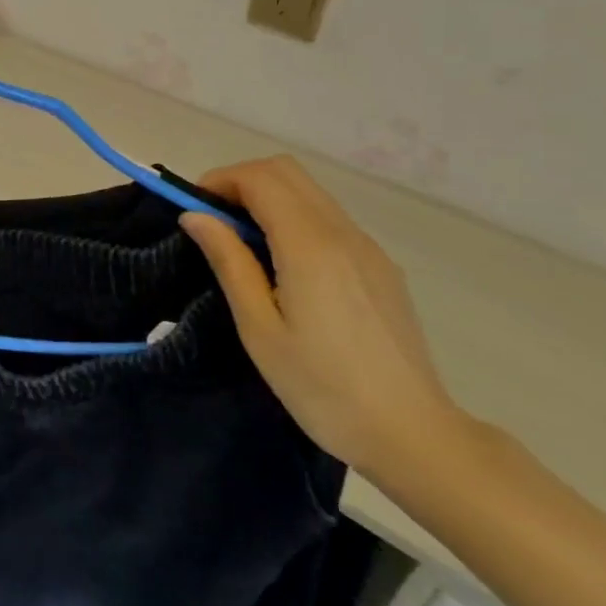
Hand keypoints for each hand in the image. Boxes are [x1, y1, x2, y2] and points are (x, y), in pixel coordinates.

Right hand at [179, 155, 461, 480]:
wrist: (411, 433)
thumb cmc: (322, 387)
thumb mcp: (260, 329)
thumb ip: (229, 262)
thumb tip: (196, 215)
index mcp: (310, 246)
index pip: (261, 178)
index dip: (220, 181)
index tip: (194, 210)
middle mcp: (343, 233)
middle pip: (287, 172)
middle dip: (242, 182)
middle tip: (214, 222)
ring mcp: (367, 247)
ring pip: (310, 192)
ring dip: (268, 198)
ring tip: (242, 245)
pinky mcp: (379, 265)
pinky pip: (328, 218)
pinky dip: (294, 218)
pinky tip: (282, 265)